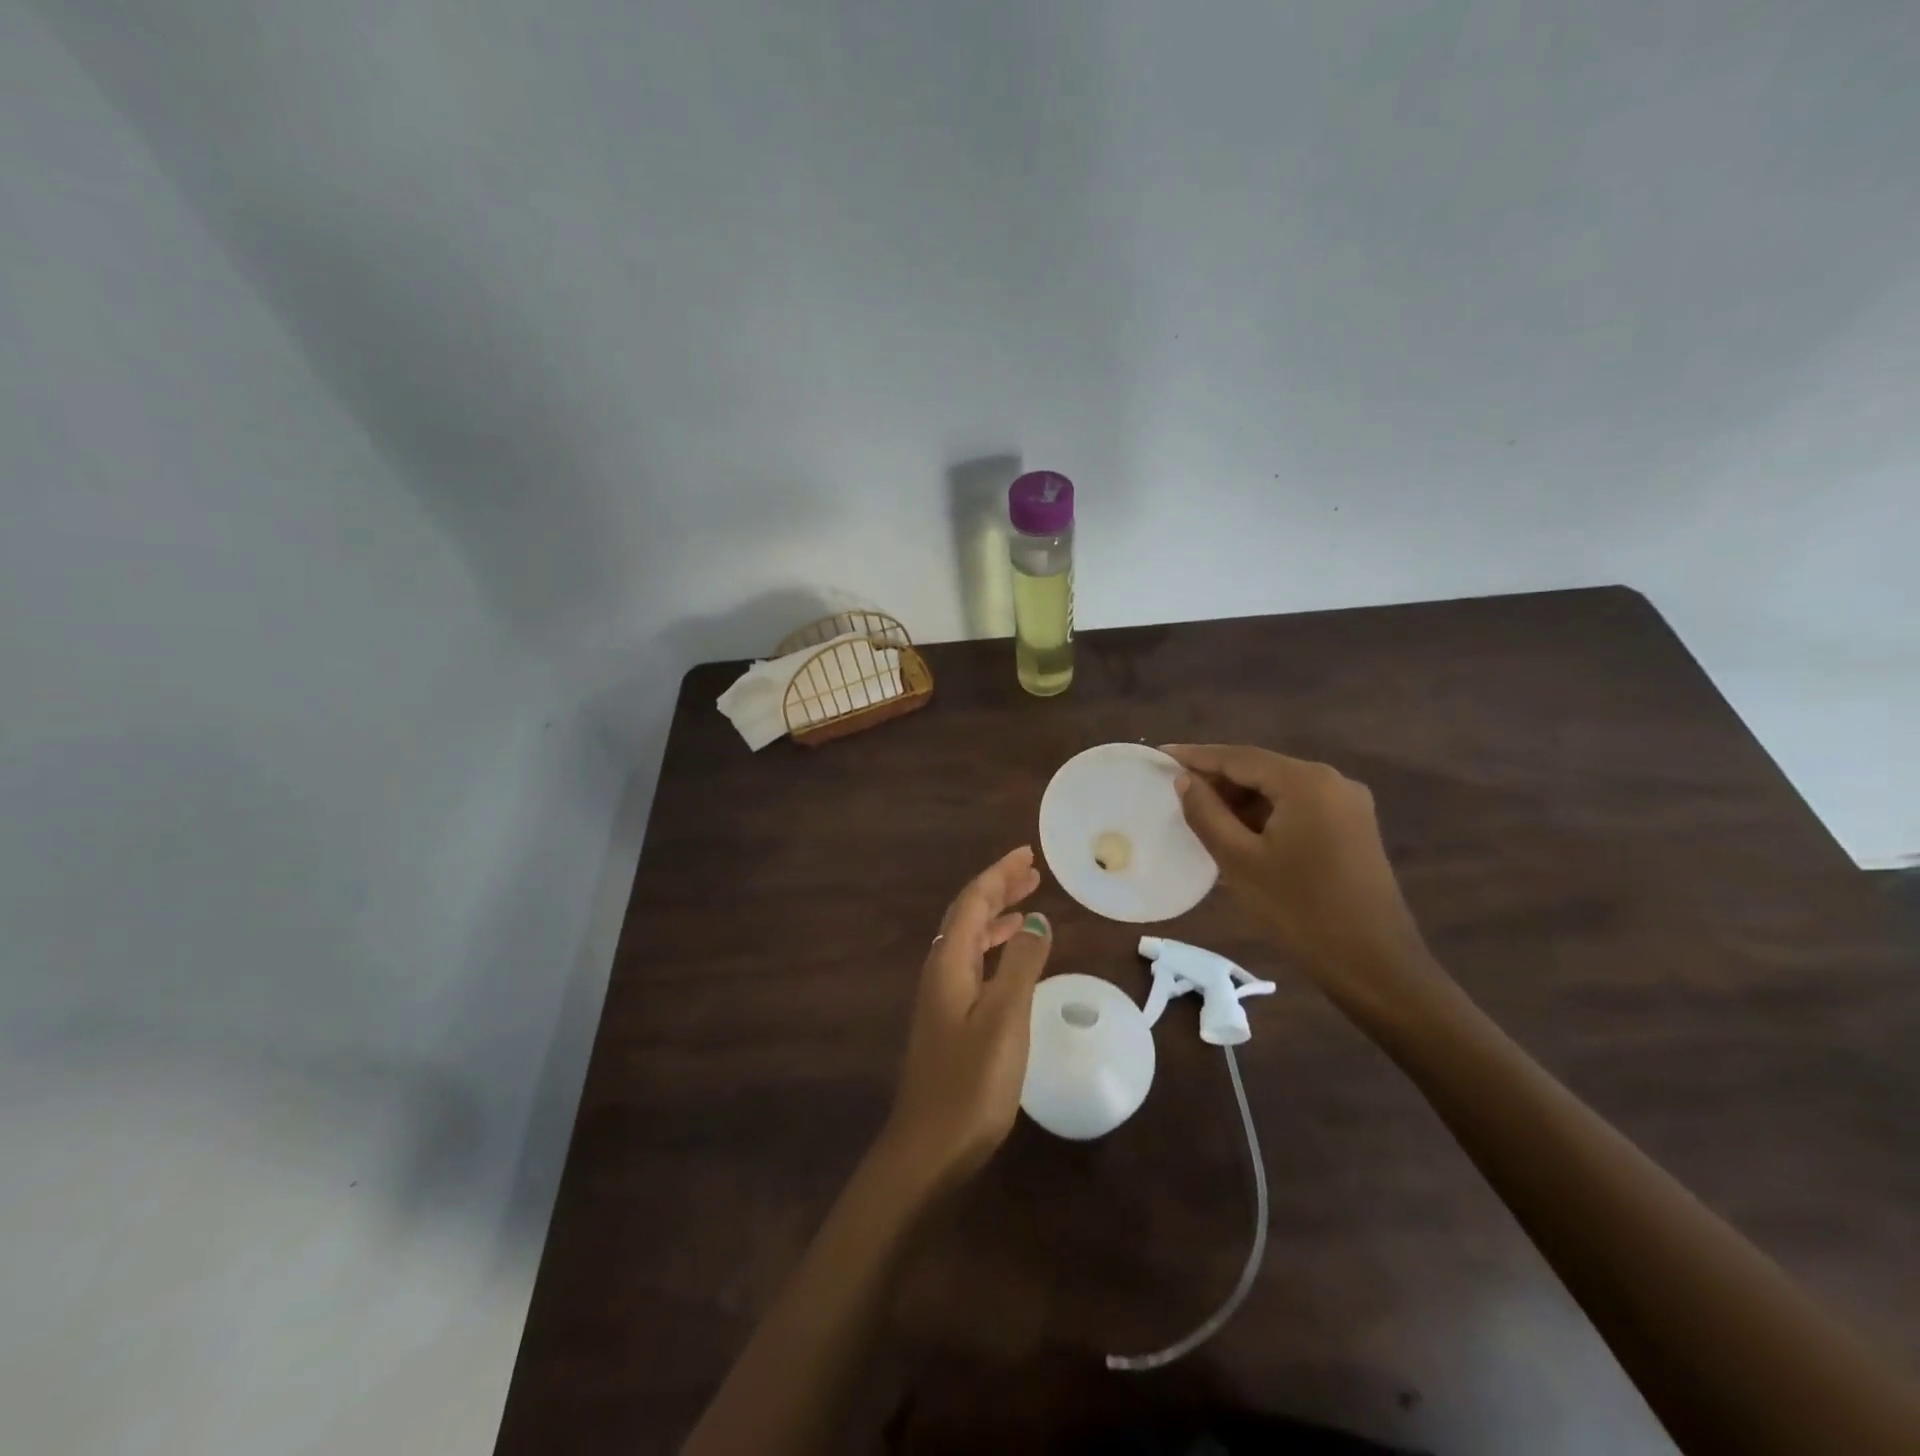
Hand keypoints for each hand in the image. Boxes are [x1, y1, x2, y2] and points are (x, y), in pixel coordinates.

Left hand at [879, 847, 1052, 1191]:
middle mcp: (941, 970)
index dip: (999, 874)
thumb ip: (1022, 964)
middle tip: (1032, 873)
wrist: (930, 1147)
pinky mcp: (949, 1019)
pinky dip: (994, 948)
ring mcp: (942, 996)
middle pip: (968, 914)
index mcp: (950, 961)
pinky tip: (1012, 960)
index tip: (1028, 855)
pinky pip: (973, 964)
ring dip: (997, 918)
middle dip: (998, 889)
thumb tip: (1036, 920)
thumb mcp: (1005, 1017)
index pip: (973, 901)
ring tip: (1028, 906)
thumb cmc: (972, 1081)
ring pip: (970, 939)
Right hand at [1163, 744, 1436, 1013]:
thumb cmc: (1300, 910)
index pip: (1239, 757)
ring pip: (1280, 790)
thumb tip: (1185, 780)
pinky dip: (1265, 815)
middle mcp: (1332, 781)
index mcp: (1306, 782)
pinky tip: (1238, 832)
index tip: (1160, 755)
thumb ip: (1206, 813)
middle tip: (1174, 789)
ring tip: (1199, 813)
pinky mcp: (1353, 829)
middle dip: (1218, 778)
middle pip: (1262, 770)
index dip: (1196, 757)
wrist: (1374, 964)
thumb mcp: (1240, 861)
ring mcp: (1348, 805)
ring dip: (1240, 799)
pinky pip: (1298, 808)